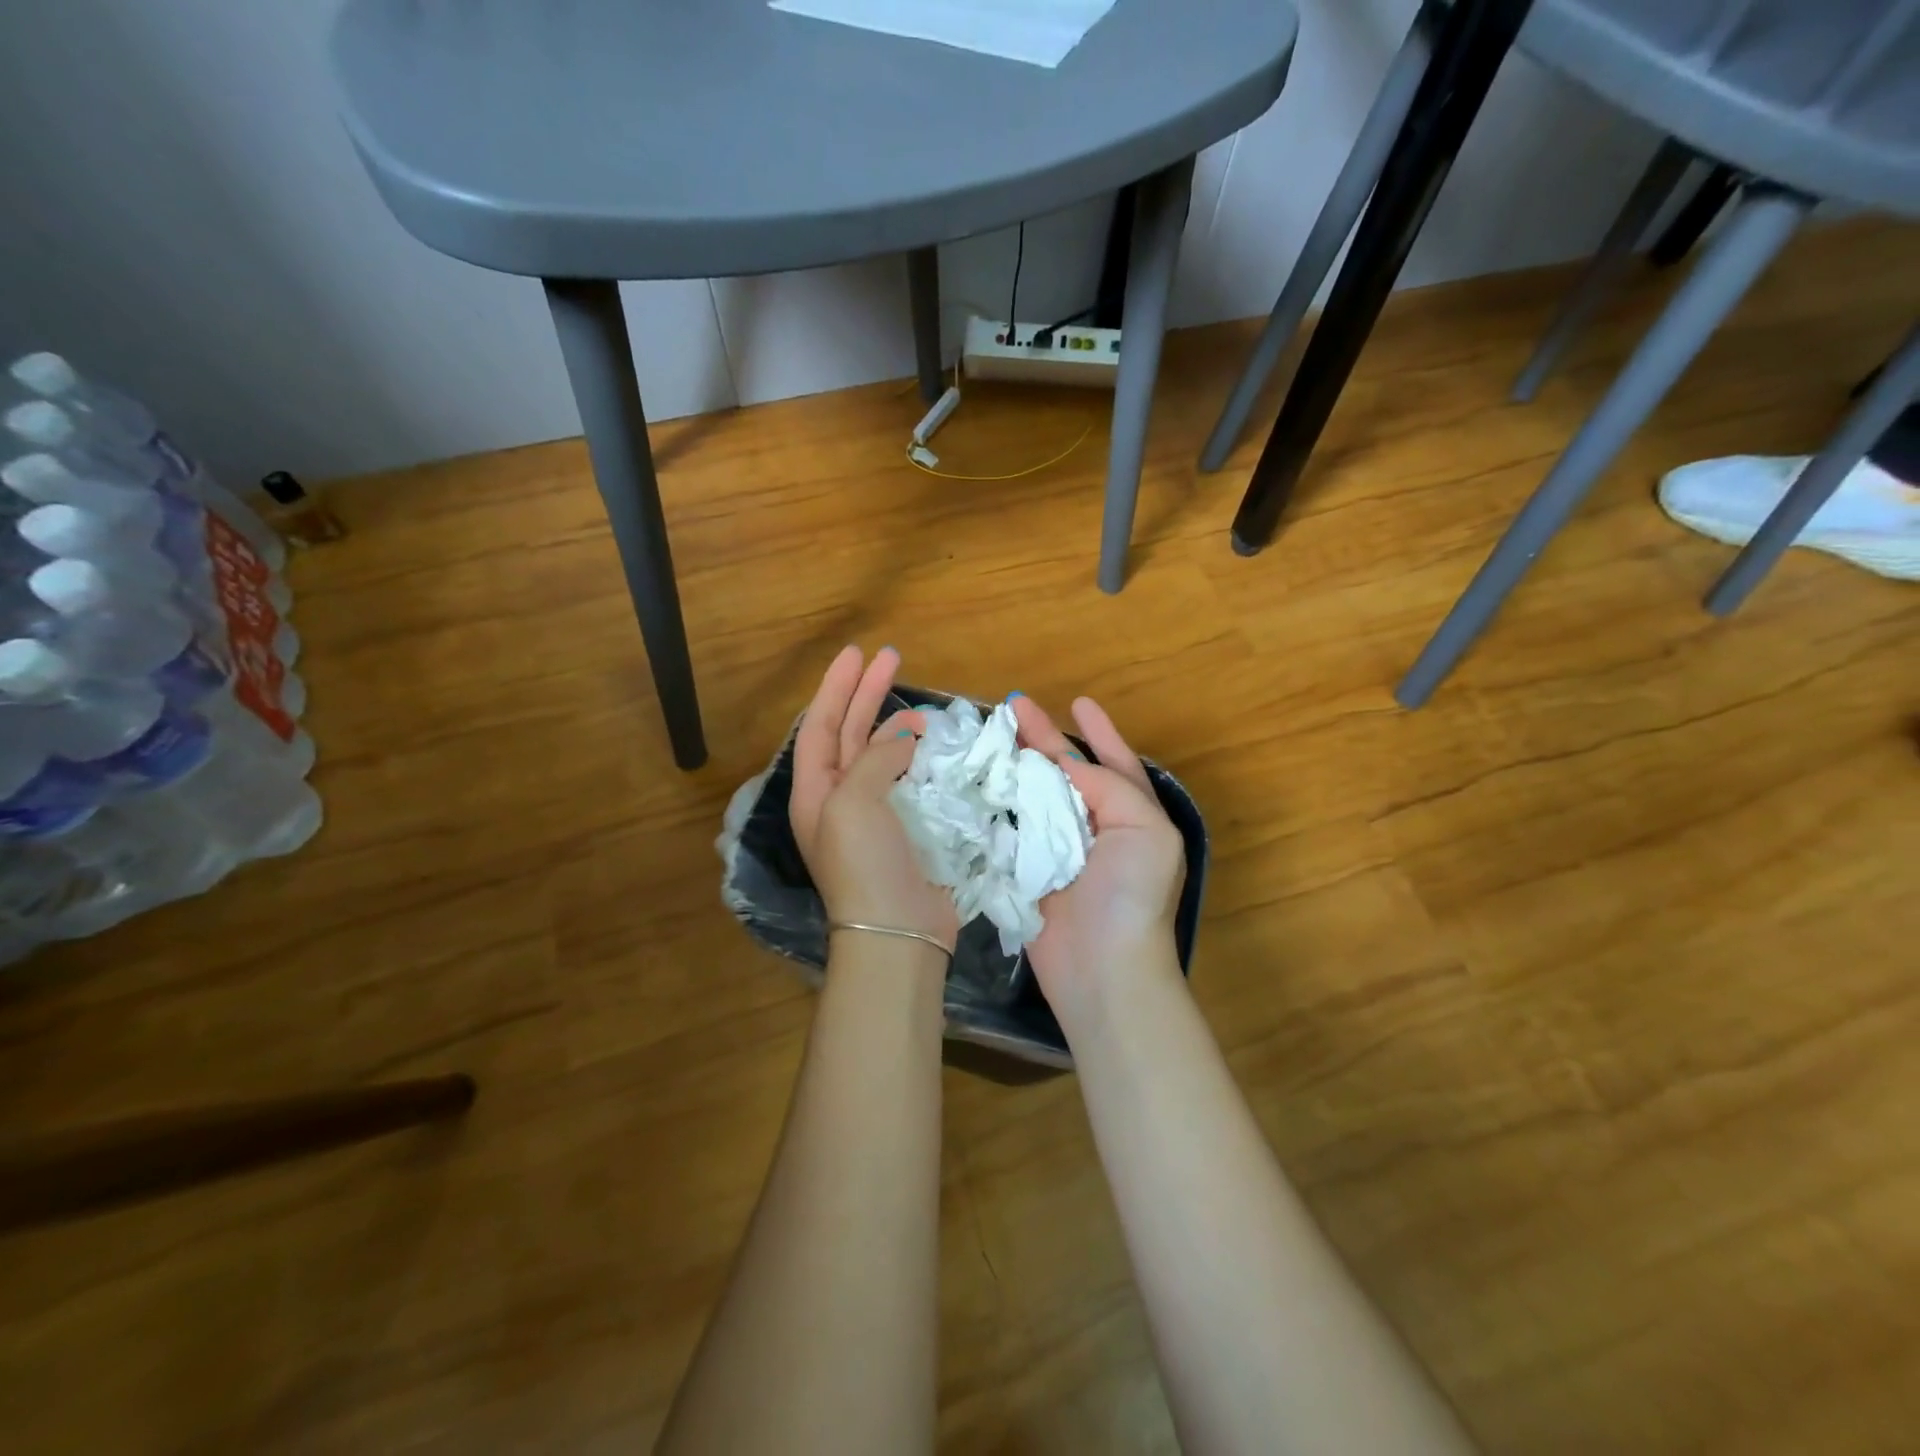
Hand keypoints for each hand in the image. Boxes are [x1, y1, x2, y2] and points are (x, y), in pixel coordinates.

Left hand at [791, 646, 959, 949]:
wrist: (897, 930)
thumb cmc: (864, 863)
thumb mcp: (854, 801)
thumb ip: (877, 758)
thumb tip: (906, 740)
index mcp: (816, 792)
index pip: (822, 726)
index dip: (836, 688)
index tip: (857, 654)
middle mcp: (840, 799)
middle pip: (851, 734)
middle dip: (867, 695)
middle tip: (890, 658)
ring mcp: (874, 816)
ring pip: (883, 756)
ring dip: (897, 727)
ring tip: (921, 706)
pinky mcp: (906, 829)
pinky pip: (910, 780)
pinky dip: (920, 758)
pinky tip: (935, 745)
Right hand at [1009, 695, 1186, 1028]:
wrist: (1103, 968)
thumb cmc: (1131, 894)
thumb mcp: (1144, 828)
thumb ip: (1109, 785)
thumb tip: (1063, 765)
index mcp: (1132, 815)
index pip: (1114, 762)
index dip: (1098, 731)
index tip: (1078, 702)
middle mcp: (1096, 828)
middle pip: (1065, 773)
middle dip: (1042, 739)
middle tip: (1013, 706)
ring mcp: (1059, 851)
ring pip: (1033, 796)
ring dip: (1015, 766)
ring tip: (990, 736)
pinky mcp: (1027, 872)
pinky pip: (1009, 830)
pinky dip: (995, 804)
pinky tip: (976, 781)